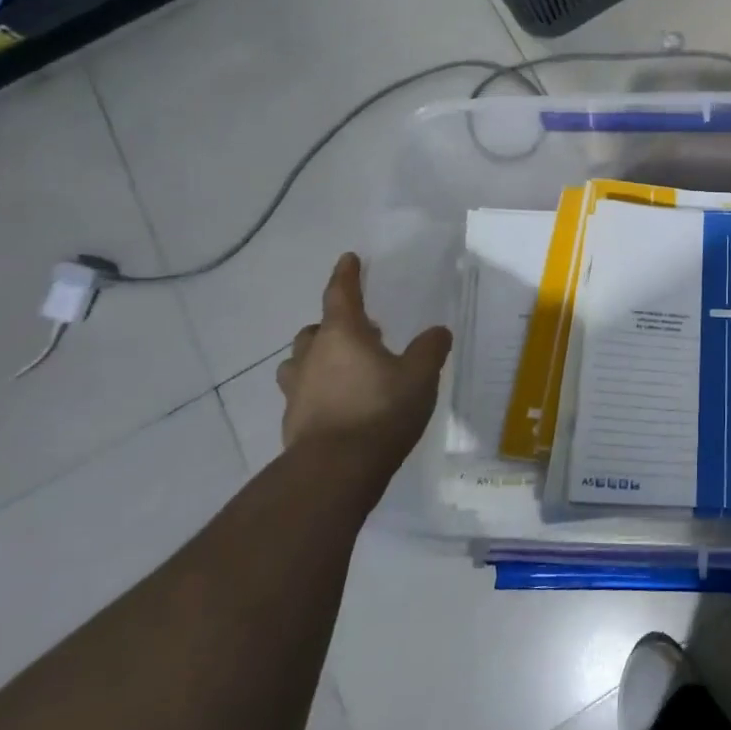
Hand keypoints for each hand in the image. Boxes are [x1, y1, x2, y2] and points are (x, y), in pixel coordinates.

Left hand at [277, 253, 451, 476]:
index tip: (348, 259)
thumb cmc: (380, 411)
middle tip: (361, 332)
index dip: (346, 275)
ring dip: (318, 359)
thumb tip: (437, 331)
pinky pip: (303, 394)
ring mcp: (297, 390)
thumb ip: (430, 349)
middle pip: (315, 330)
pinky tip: (340, 406)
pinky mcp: (293, 421)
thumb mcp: (420, 376)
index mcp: (343, 335)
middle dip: (333, 326)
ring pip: (300, 362)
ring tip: (344, 369)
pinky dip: (318, 391)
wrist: (335, 470)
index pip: (341, 294)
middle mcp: (312, 356)